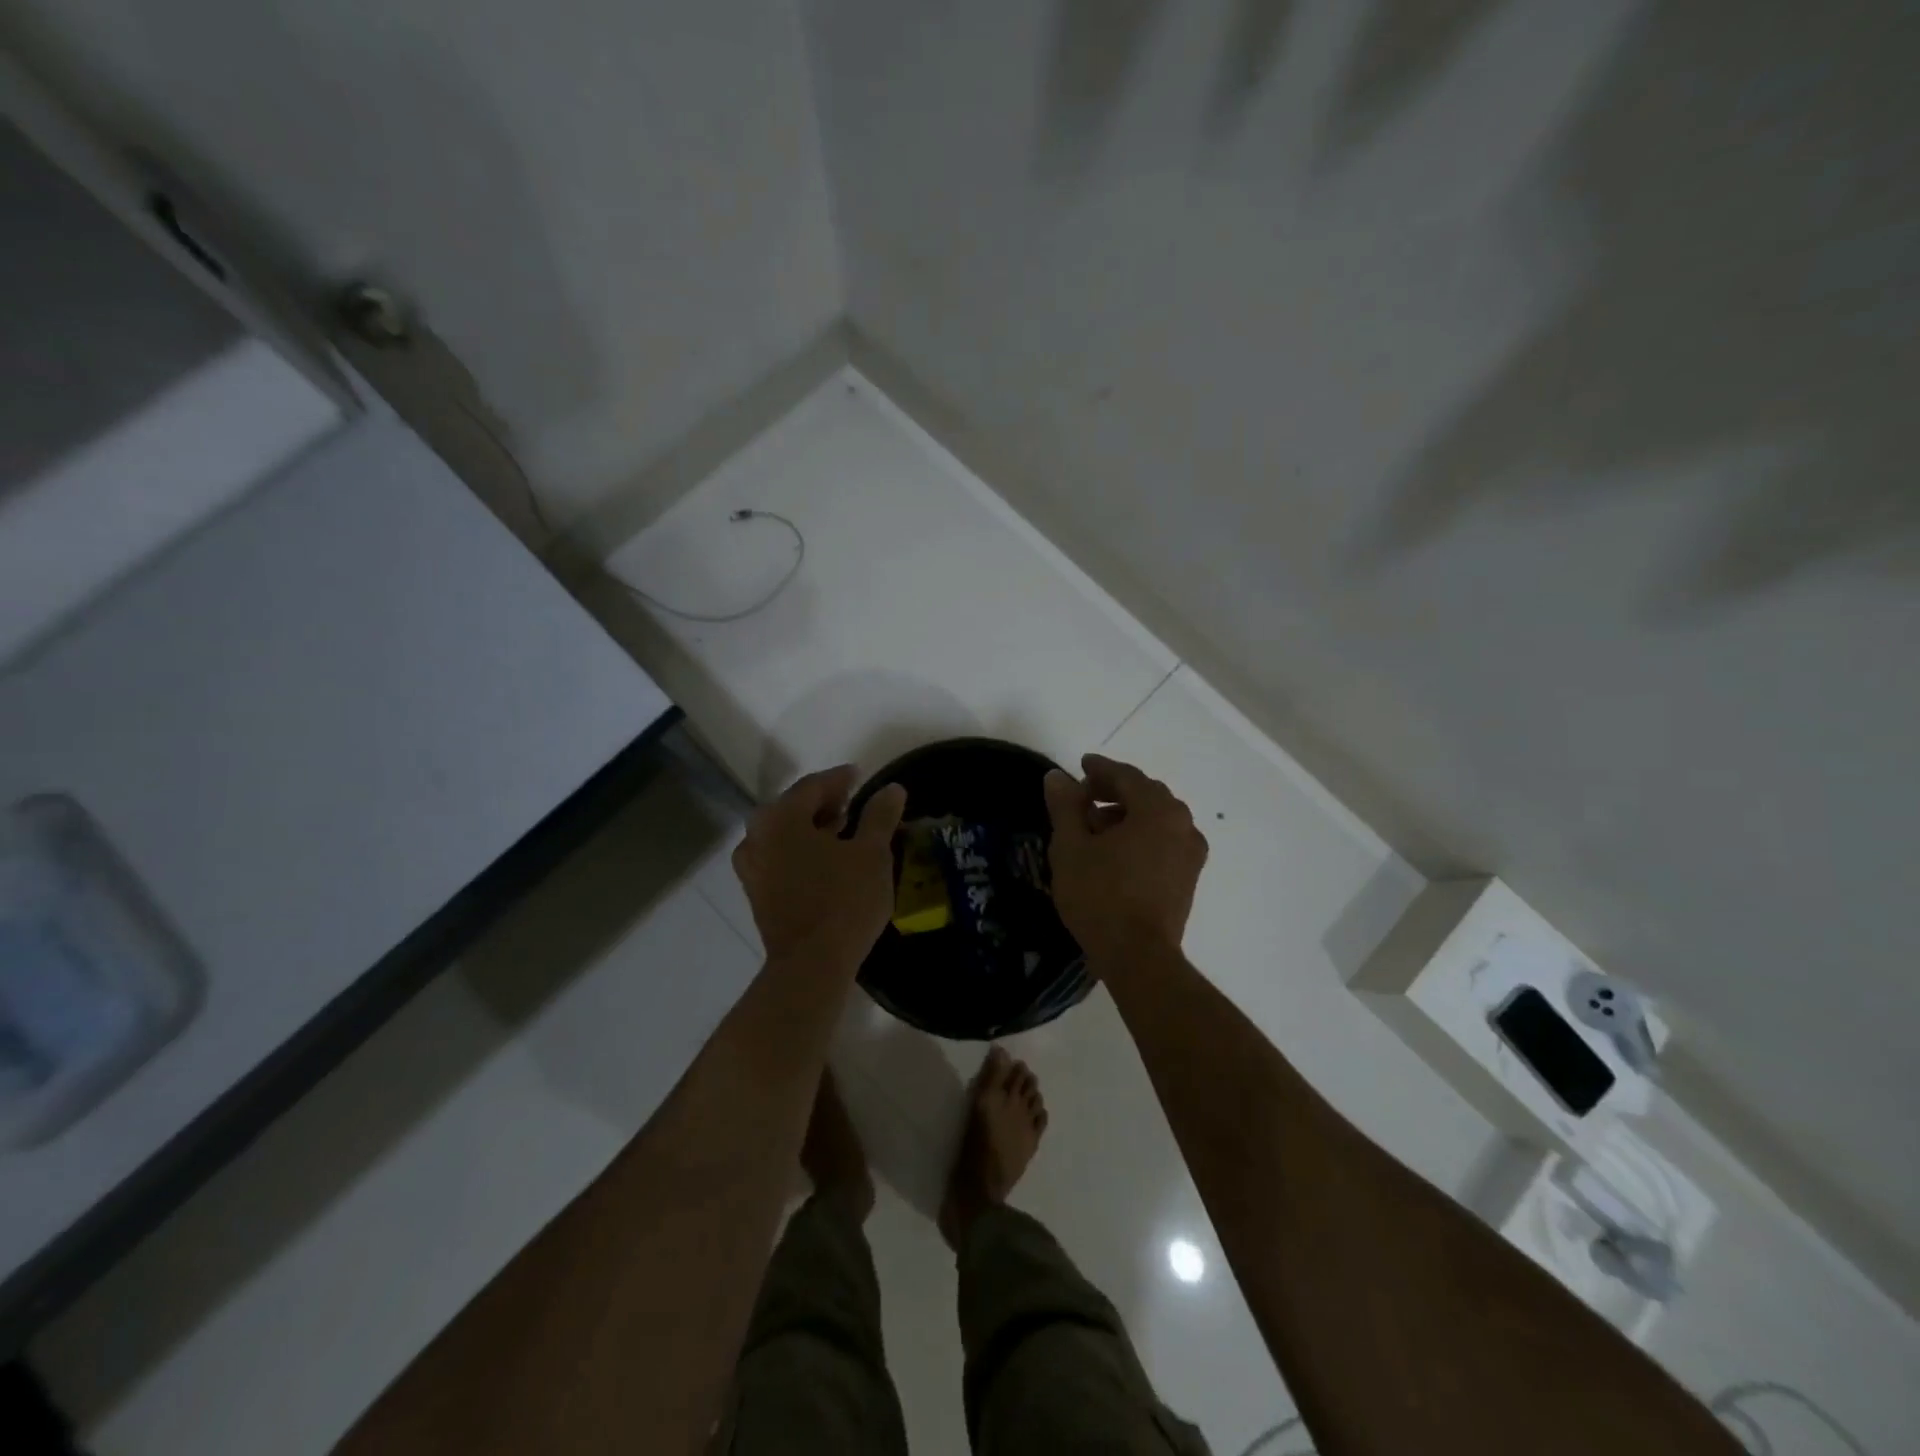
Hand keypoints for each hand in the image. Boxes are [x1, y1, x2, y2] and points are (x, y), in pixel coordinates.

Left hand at [733, 766, 907, 970]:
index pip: (812, 786)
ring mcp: (751, 867)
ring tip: (842, 832)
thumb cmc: (844, 901)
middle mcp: (757, 836)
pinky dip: (800, 851)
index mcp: (781, 818)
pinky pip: (778, 858)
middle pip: (793, 808)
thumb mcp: (872, 854)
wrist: (811, 965)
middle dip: (824, 803)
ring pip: (783, 834)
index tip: (860, 776)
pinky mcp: (756, 893)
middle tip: (852, 804)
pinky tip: (825, 862)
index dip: (840, 779)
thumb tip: (892, 789)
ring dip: (811, 828)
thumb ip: (879, 816)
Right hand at [1043, 753, 1207, 968]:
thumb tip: (1058, 777)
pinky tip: (1115, 855)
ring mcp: (1191, 854)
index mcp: (1158, 809)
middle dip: (1113, 792)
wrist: (1139, 957)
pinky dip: (1140, 837)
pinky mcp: (1189, 880)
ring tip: (1093, 831)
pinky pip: (1163, 843)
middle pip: (1146, 795)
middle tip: (1083, 798)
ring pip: (1156, 820)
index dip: (1100, 769)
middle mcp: (1184, 825)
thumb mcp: (1071, 846)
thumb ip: (1065, 806)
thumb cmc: (1100, 895)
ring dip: (1126, 816)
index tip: (1080, 766)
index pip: (1127, 776)